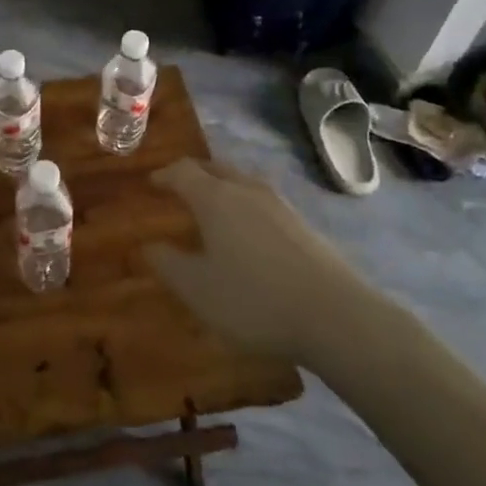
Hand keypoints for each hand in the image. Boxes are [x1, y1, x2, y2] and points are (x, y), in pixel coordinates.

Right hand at [143, 158, 393, 370]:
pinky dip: (244, 206)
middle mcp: (246, 190)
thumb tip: (149, 245)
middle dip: (194, 174)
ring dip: (222, 188)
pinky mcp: (303, 224)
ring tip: (212, 207)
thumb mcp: (197, 289)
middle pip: (214, 168)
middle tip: (179, 187)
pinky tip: (247, 231)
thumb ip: (168, 264)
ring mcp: (279, 205)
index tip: (152, 183)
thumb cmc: (254, 299)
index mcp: (215, 198)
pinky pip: (262, 201)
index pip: (182, 171)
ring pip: (242, 182)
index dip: (164, 175)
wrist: (336, 317)